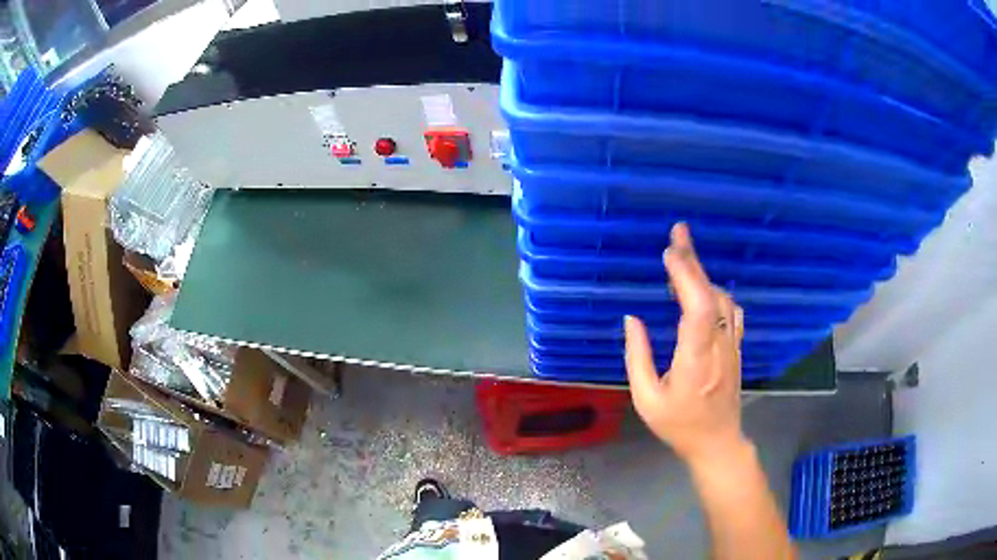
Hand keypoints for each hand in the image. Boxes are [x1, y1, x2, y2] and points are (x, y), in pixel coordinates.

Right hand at [624, 223, 745, 465]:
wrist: (717, 442)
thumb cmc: (678, 425)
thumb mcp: (647, 400)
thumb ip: (638, 358)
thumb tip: (632, 319)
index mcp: (695, 362)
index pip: (697, 310)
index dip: (687, 277)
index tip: (670, 251)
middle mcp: (719, 348)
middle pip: (712, 297)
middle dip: (694, 262)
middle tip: (677, 234)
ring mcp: (732, 346)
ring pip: (724, 300)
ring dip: (704, 276)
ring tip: (682, 259)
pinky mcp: (737, 348)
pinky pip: (732, 311)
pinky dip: (716, 291)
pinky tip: (704, 286)